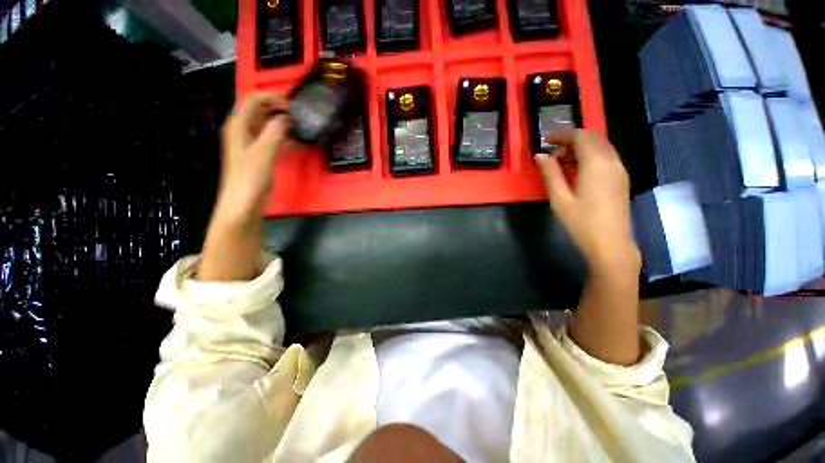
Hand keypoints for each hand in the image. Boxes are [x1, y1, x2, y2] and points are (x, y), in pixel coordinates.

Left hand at [215, 92, 290, 225]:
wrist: (244, 202)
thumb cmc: (249, 176)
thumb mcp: (263, 151)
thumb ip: (275, 131)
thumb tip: (287, 117)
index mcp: (239, 125)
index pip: (253, 100)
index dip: (272, 97)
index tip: (292, 105)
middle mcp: (244, 130)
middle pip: (261, 111)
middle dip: (279, 110)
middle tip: (301, 116)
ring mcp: (252, 144)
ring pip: (269, 127)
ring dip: (284, 126)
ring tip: (303, 128)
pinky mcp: (261, 156)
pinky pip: (274, 141)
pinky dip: (286, 140)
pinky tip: (300, 144)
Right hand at [534, 130, 639, 275]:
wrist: (610, 244)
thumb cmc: (581, 222)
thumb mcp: (559, 198)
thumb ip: (550, 173)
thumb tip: (540, 155)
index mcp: (596, 163)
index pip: (580, 136)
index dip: (561, 135)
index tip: (545, 142)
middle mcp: (612, 161)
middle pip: (592, 138)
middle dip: (570, 141)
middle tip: (552, 156)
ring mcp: (619, 169)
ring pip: (600, 146)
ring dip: (580, 149)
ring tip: (561, 165)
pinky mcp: (621, 178)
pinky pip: (605, 157)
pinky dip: (589, 157)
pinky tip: (577, 172)